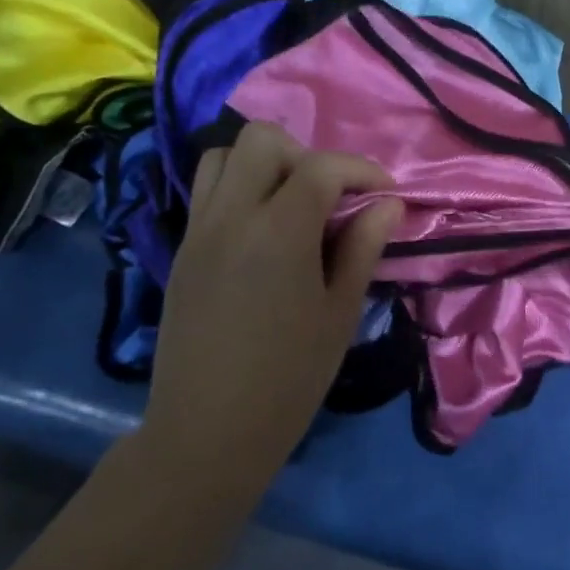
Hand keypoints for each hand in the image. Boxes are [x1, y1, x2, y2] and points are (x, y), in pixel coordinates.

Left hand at [143, 122, 402, 469]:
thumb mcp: (340, 313)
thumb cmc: (289, 377)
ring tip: (293, 205)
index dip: (361, 170)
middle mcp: (231, 216)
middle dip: (306, 155)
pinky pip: (207, 190)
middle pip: (262, 139)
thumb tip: (388, 205)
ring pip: (223, 155)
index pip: (321, 167)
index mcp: (278, 232)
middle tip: (330, 197)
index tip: (385, 194)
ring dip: (265, 164)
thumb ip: (363, 247)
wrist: (208, 430)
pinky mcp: (182, 249)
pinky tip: (263, 231)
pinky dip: (239, 187)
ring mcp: (198, 230)